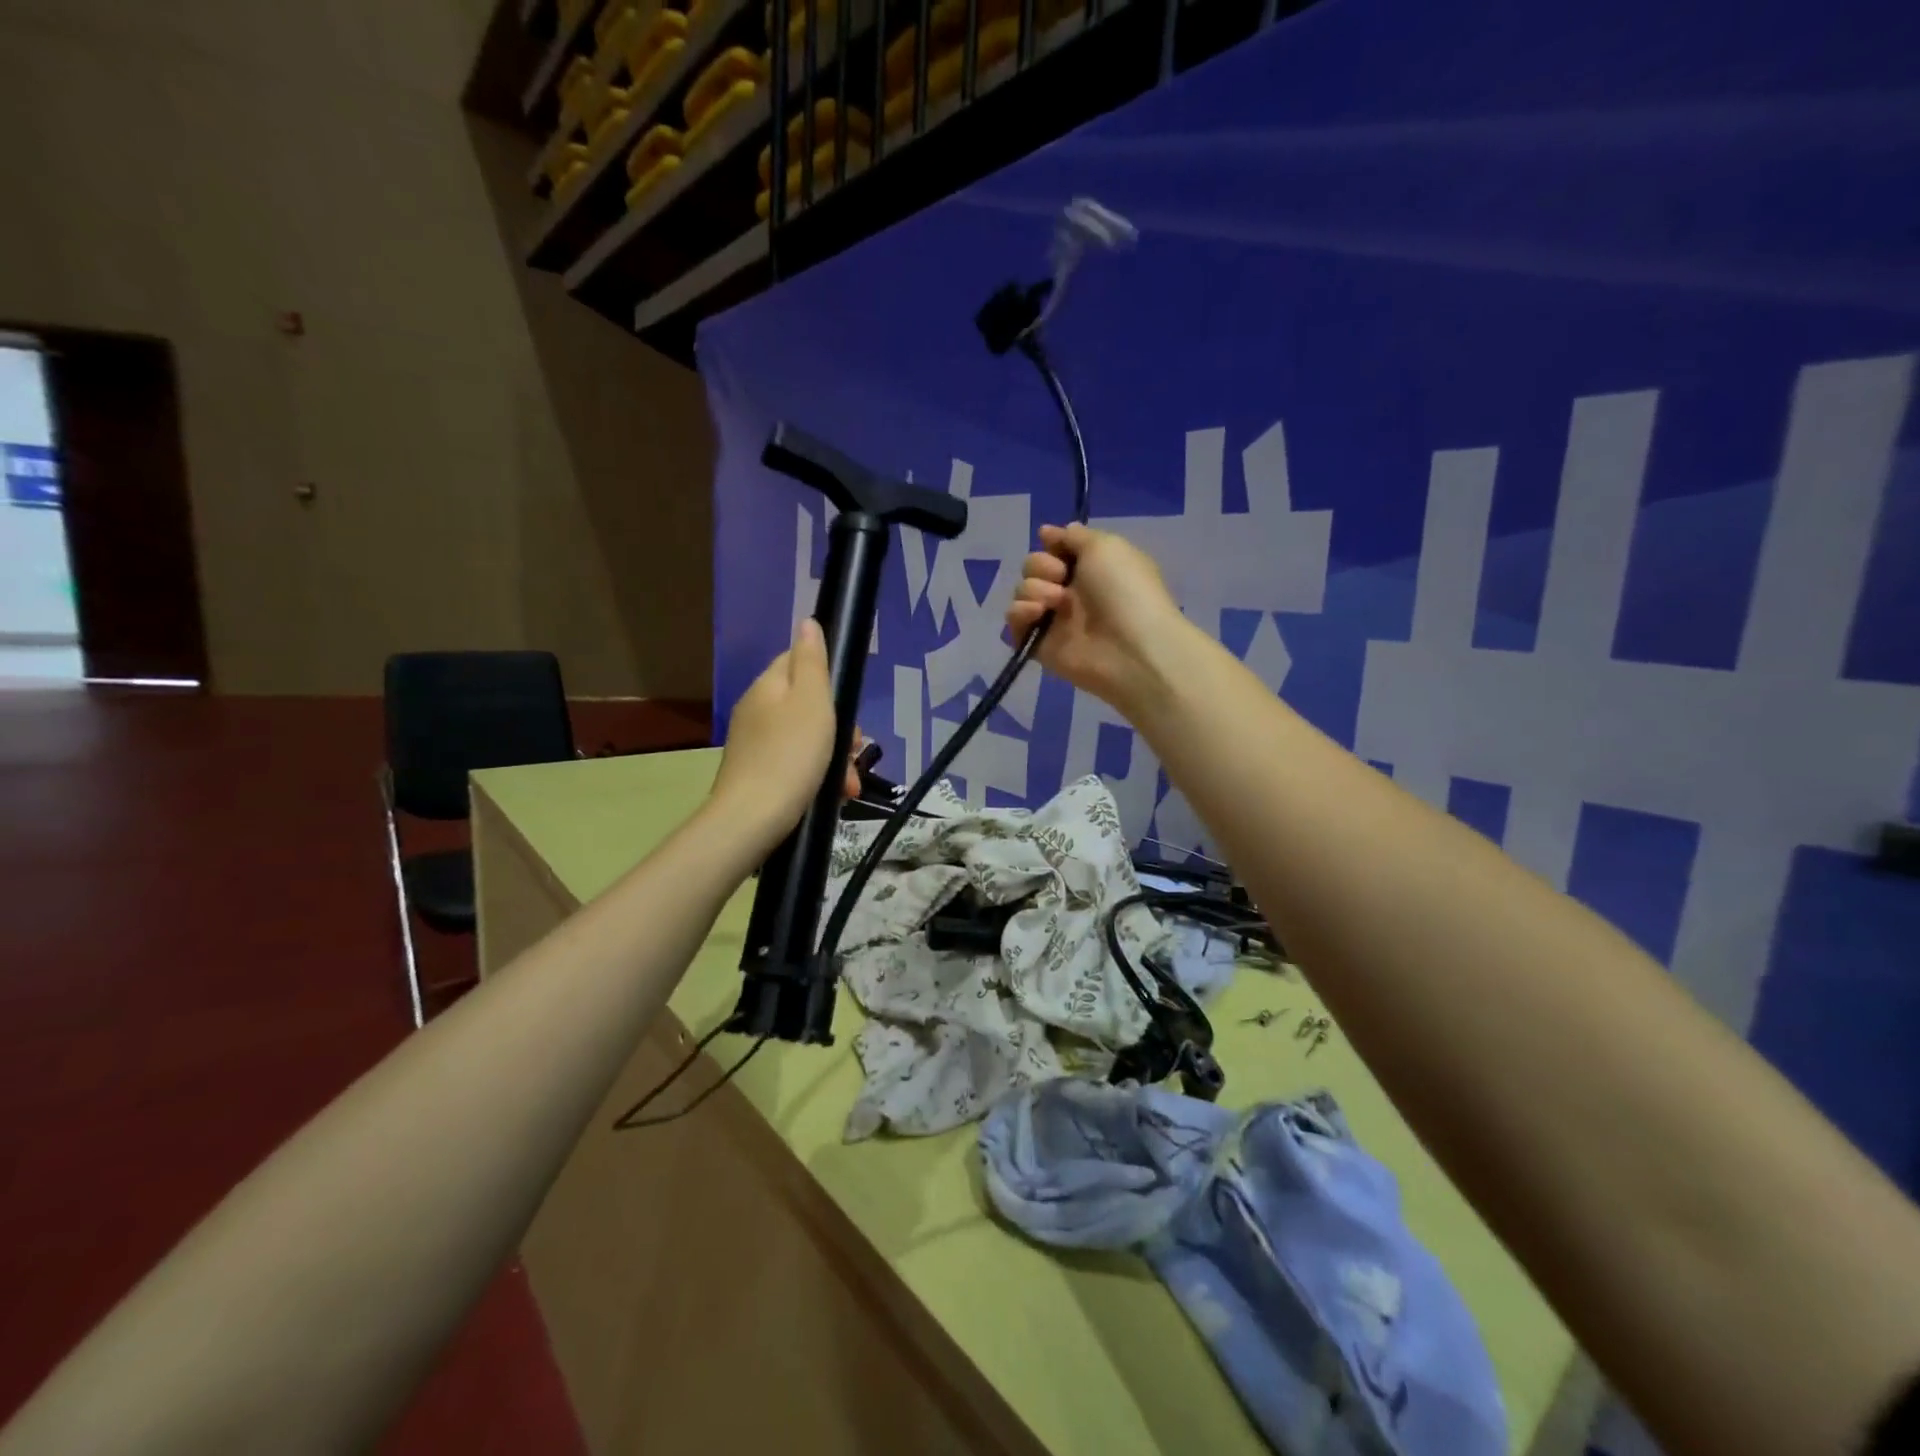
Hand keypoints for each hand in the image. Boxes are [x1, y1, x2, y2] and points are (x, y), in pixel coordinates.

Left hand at [710, 620, 863, 847]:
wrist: (753, 820)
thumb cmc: (791, 755)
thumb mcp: (811, 701)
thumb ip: (812, 661)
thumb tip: (807, 622)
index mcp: (767, 687)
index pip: (798, 662)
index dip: (828, 679)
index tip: (848, 705)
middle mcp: (757, 711)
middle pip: (808, 705)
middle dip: (840, 727)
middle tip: (857, 749)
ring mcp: (756, 745)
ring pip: (808, 739)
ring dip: (836, 758)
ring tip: (850, 783)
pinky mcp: (760, 775)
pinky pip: (798, 765)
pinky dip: (819, 776)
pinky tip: (835, 794)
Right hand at [1006, 523, 1189, 710]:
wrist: (1130, 647)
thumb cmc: (1125, 590)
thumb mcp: (1106, 546)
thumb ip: (1074, 536)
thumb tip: (1048, 532)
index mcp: (1090, 567)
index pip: (1056, 549)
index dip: (1052, 544)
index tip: (1053, 543)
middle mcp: (1070, 591)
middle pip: (1033, 567)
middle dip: (1041, 566)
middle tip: (1061, 577)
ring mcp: (1053, 619)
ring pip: (1022, 591)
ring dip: (1034, 589)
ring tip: (1056, 602)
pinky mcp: (1038, 644)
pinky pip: (1013, 622)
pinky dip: (1020, 613)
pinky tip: (1037, 613)